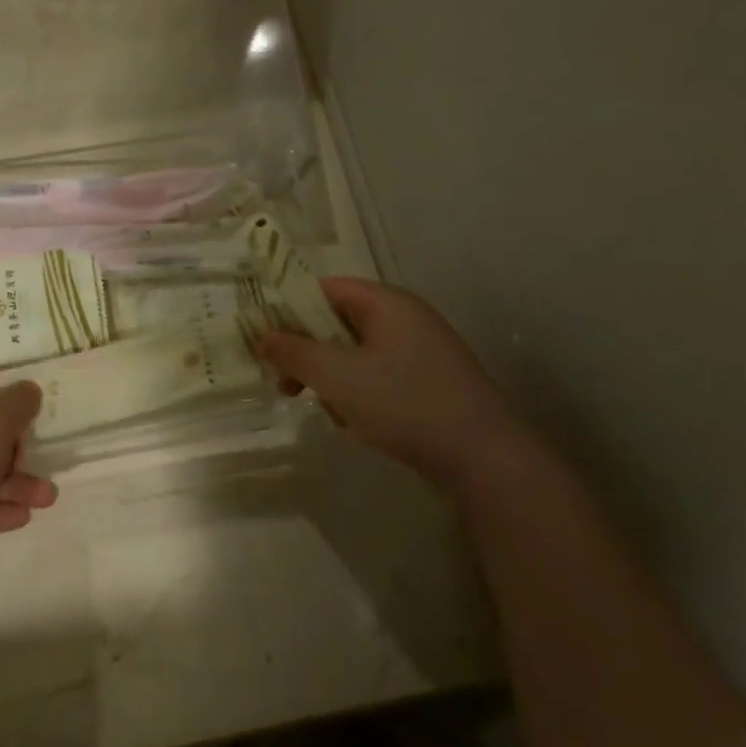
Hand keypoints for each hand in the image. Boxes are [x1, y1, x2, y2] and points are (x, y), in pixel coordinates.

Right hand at [259, 278, 523, 486]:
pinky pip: (375, 376)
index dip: (288, 310)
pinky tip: (356, 423)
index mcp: (386, 303)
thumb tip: (262, 336)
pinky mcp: (425, 382)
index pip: (323, 289)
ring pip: (352, 354)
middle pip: (336, 322)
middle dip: (306, 352)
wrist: (483, 457)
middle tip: (284, 384)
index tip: (262, 340)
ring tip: (328, 410)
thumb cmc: (404, 402)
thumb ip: (293, 352)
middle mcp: (403, 318)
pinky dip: (356, 394)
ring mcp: (418, 351)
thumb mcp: (337, 376)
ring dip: (329, 378)